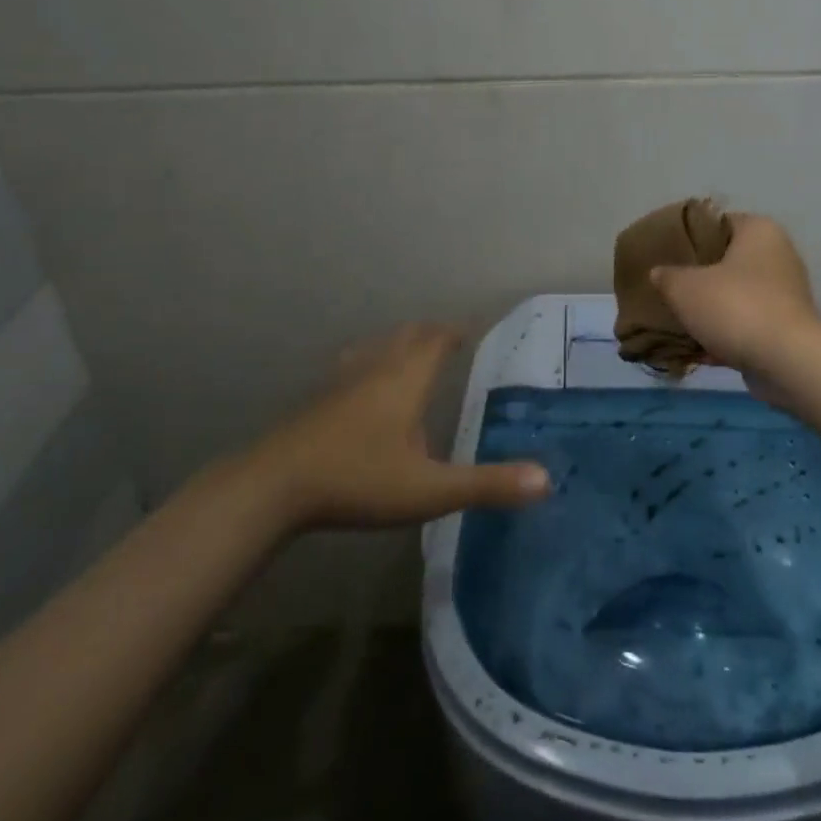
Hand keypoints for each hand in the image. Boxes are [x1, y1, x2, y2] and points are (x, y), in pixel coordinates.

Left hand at [250, 323, 549, 530]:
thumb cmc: (358, 480)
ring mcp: (342, 380)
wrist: (274, 486)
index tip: (473, 330)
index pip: (438, 338)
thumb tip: (546, 480)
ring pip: (377, 346)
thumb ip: (487, 485)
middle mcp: (377, 367)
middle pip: (408, 335)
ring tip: (410, 354)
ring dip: (400, 343)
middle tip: (449, 340)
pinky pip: (352, 364)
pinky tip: (361, 383)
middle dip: (432, 333)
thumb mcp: (429, 490)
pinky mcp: (318, 398)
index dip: (457, 331)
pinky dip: (369, 362)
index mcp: (407, 378)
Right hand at [650, 214, 820, 377]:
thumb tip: (659, 273)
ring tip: (679, 320)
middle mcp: (779, 255)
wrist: (786, 360)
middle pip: (727, 260)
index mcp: (759, 230)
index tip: (666, 254)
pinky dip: (726, 333)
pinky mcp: (786, 326)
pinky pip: (748, 323)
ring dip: (712, 308)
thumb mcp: (684, 288)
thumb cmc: (735, 306)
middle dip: (699, 276)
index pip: (718, 223)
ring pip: (737, 294)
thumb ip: (667, 276)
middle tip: (669, 287)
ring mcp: (786, 292)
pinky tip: (698, 349)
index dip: (689, 237)